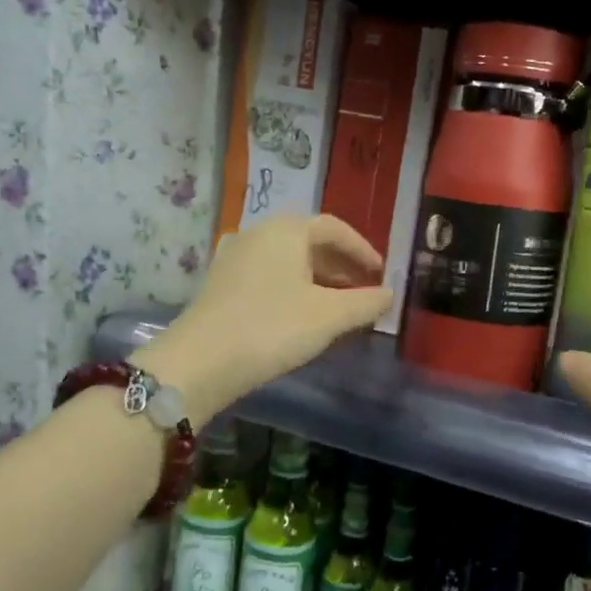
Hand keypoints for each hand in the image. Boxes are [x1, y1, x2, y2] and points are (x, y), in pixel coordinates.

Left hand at [140, 215, 392, 422]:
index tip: (381, 274)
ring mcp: (235, 257)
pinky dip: (293, 287)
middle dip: (341, 266)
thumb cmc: (272, 327)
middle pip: (309, 242)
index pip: (334, 229)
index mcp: (286, 230)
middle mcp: (259, 233)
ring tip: (338, 305)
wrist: (201, 361)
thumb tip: (389, 294)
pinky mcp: (221, 283)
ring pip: (288, 260)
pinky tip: (303, 313)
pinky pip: (269, 275)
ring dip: (318, 278)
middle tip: (364, 289)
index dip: (362, 250)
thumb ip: (365, 303)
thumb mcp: (329, 316)